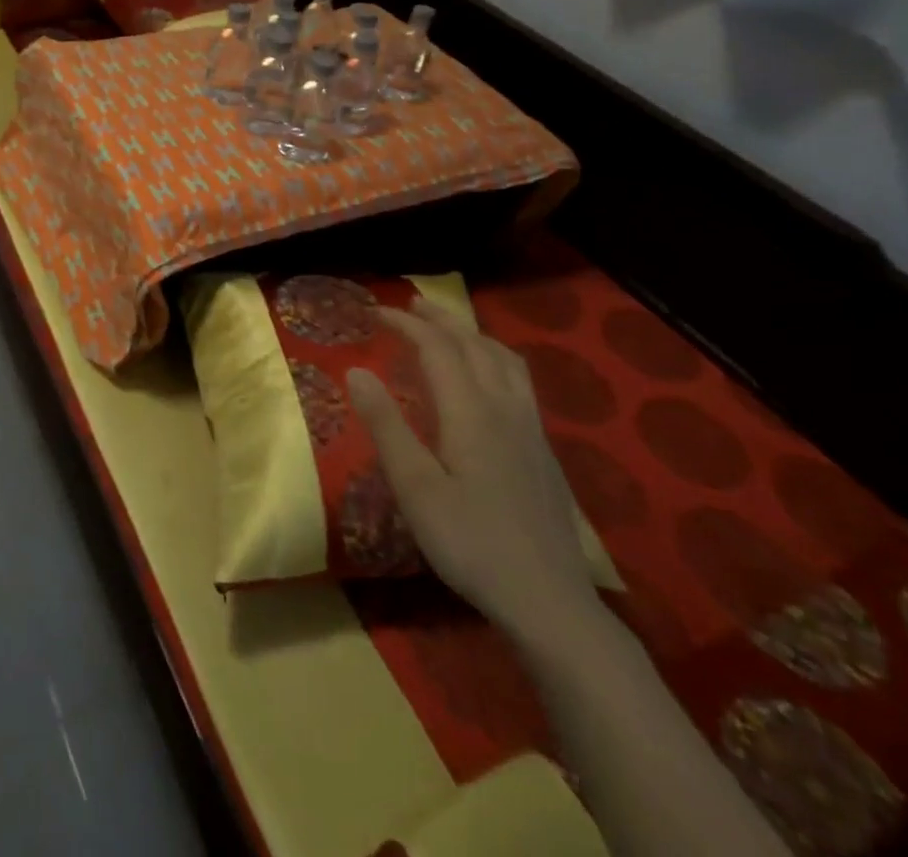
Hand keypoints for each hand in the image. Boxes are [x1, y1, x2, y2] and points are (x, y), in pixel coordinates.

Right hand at [347, 301, 592, 635]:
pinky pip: (519, 382)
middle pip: (475, 345)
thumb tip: (356, 370)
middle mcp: (505, 409)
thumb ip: (386, 425)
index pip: (437, 348)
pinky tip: (487, 382)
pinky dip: (494, 360)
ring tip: (450, 331)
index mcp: (471, 412)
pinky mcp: (543, 452)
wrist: (550, 602)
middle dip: (441, 320)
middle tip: (411, 305)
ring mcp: (530, 430)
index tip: (374, 312)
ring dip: (473, 335)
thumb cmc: (471, 543)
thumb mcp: (415, 488)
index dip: (406, 324)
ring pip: (505, 361)